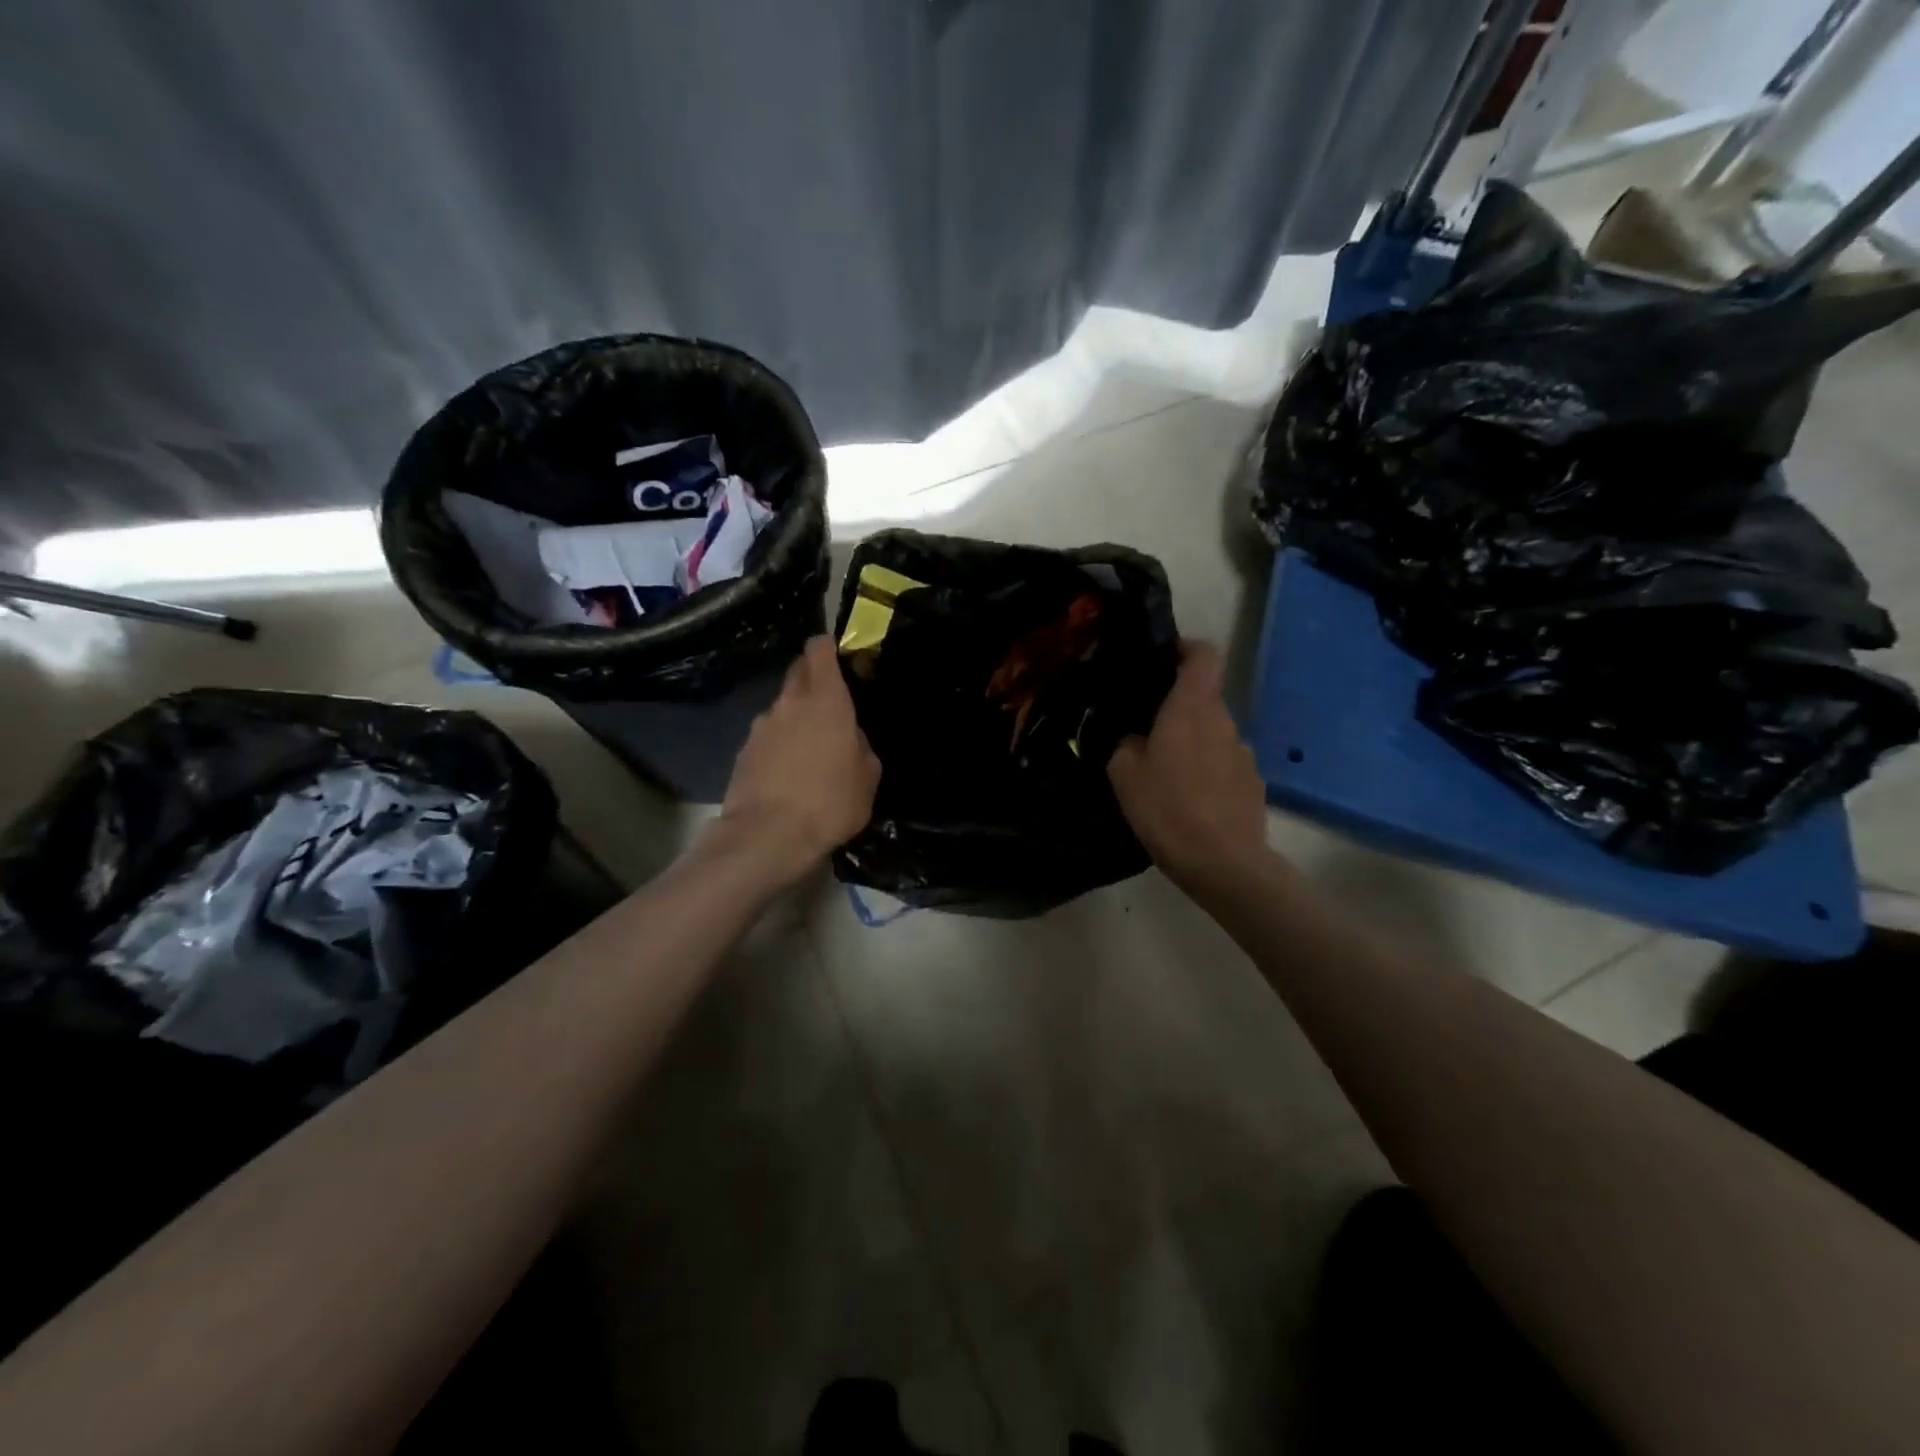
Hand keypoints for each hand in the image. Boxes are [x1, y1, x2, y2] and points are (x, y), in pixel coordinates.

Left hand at [717, 635, 880, 884]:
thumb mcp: (868, 777)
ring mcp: (761, 726)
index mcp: (826, 701)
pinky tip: (789, 771)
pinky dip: (780, 744)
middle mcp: (790, 703)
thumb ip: (861, 746)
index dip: (828, 646)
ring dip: (796, 716)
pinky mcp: (744, 752)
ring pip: (782, 707)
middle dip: (812, 676)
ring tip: (811, 747)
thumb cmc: (830, 802)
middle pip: (798, 673)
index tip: (838, 651)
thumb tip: (849, 738)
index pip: (820, 651)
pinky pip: (768, 736)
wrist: (768, 836)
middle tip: (830, 698)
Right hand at [1108, 641, 1267, 884]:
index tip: (1162, 661)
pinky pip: (1223, 765)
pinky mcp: (1253, 785)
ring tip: (1164, 776)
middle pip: (1203, 698)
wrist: (1223, 864)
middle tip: (1144, 734)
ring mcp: (1244, 754)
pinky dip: (1206, 773)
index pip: (1203, 654)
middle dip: (1176, 710)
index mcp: (1193, 708)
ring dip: (1191, 744)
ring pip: (1212, 735)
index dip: (1184, 649)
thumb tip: (1135, 738)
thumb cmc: (1168, 809)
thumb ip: (1126, 744)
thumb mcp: (1124, 774)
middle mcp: (1225, 722)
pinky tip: (1188, 803)